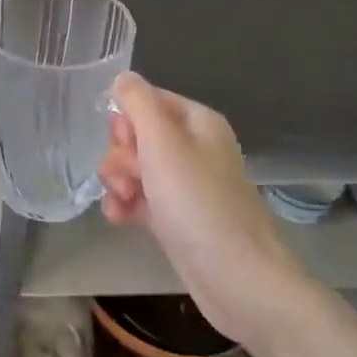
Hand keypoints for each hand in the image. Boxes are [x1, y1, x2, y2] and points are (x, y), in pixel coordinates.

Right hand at [97, 72, 310, 342]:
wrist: (238, 280)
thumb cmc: (198, 204)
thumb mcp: (162, 143)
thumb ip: (139, 103)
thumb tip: (123, 77)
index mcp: (198, 122)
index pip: (148, 100)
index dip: (127, 120)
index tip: (126, 143)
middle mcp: (194, 148)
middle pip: (137, 134)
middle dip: (121, 154)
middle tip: (128, 177)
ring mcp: (185, 184)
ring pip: (134, 167)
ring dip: (118, 181)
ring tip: (122, 202)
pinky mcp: (176, 217)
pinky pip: (140, 197)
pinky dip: (125, 204)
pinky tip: (119, 219)